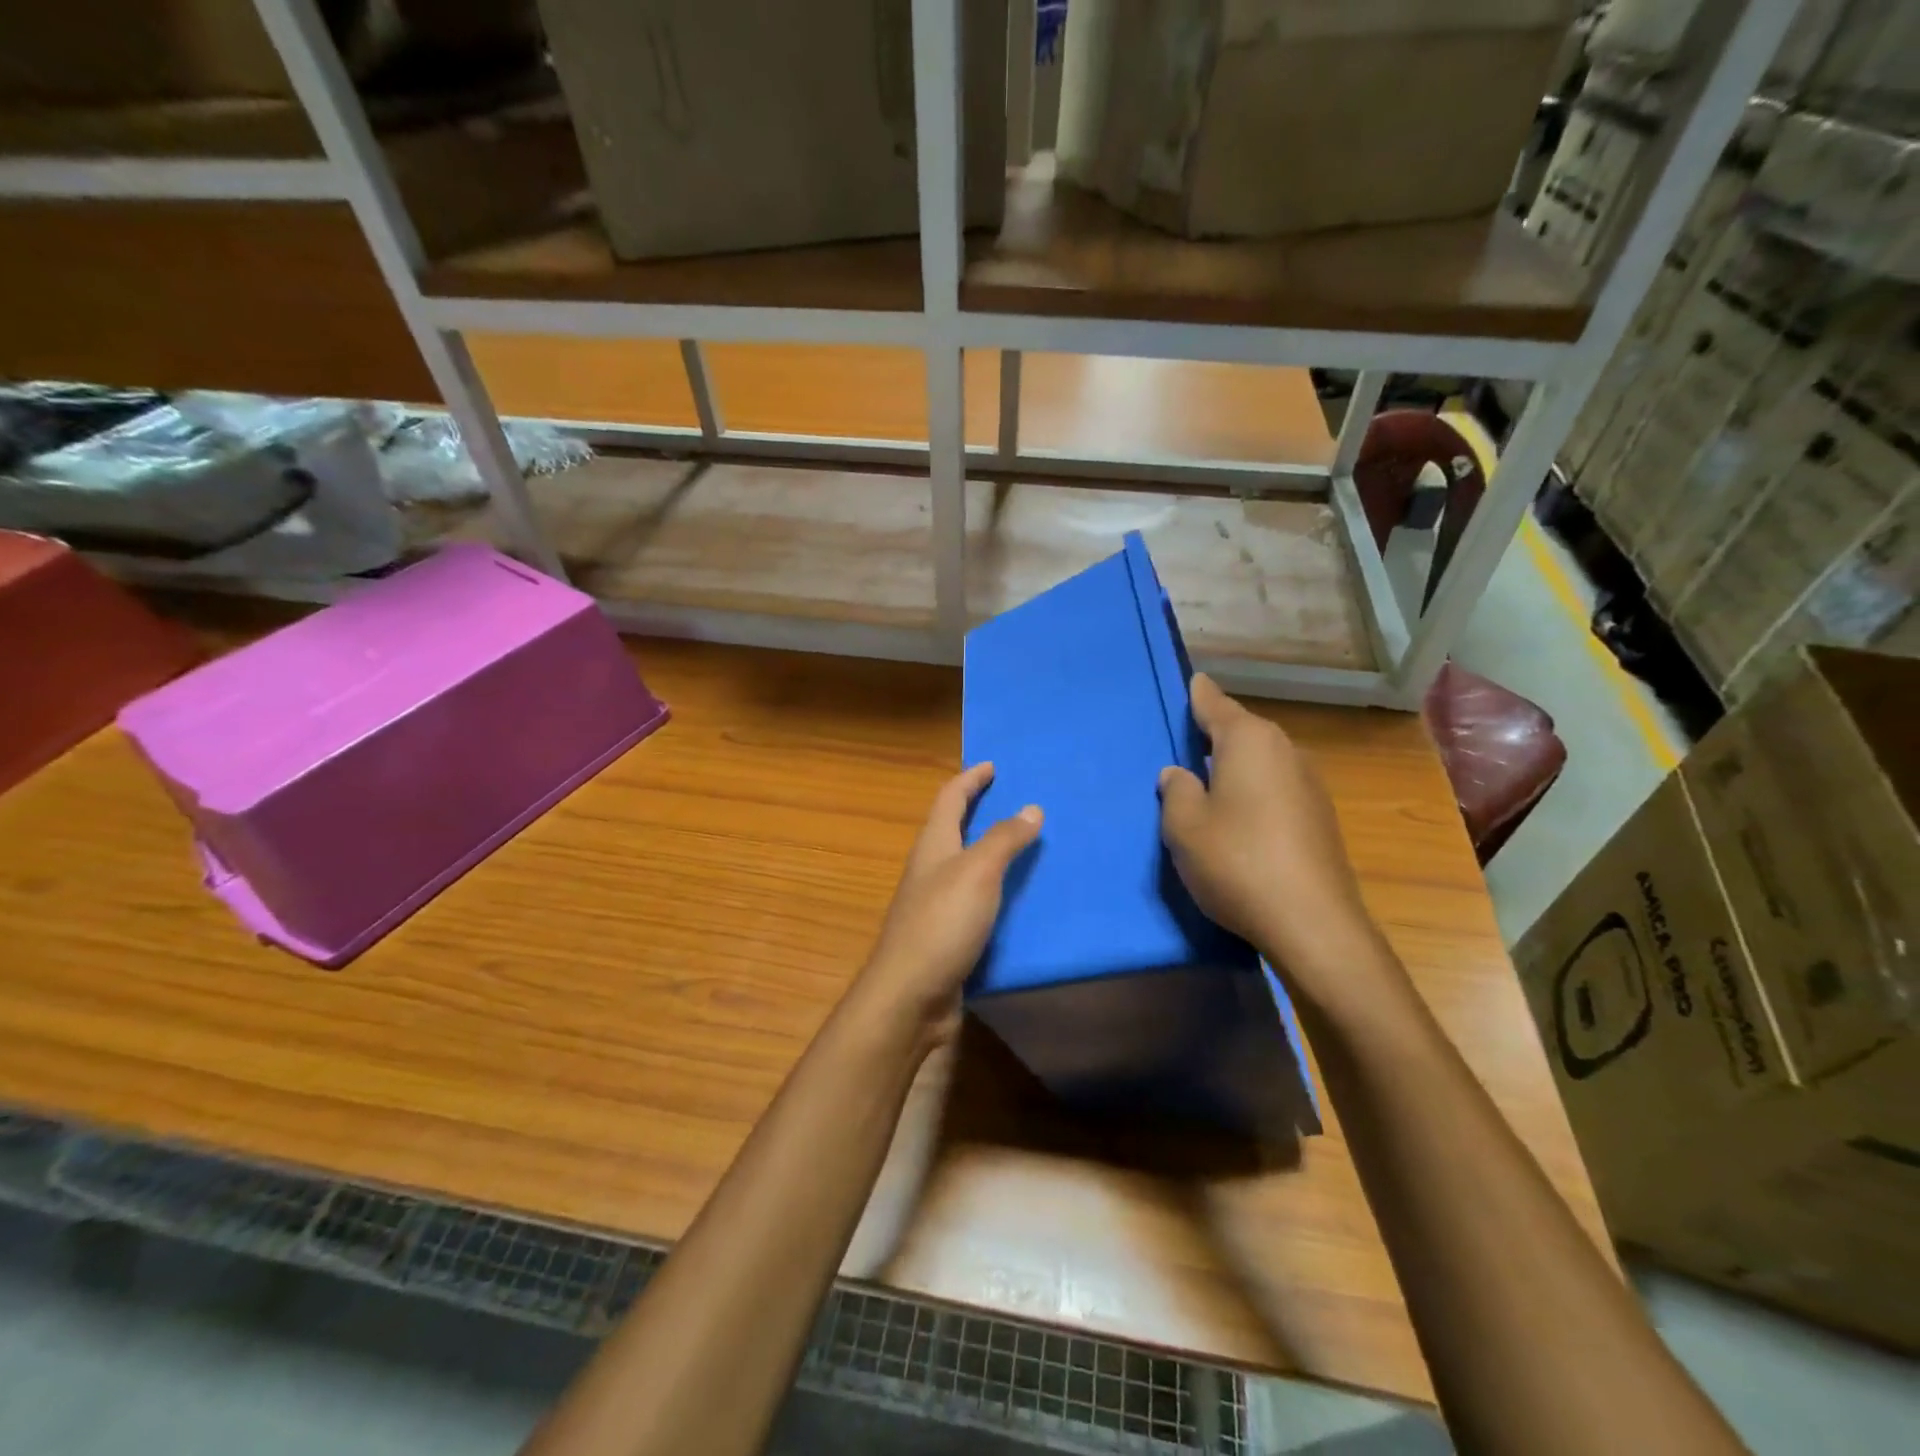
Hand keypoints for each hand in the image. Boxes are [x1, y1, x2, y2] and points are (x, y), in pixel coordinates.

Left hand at [855, 763, 1041, 1046]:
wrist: (910, 997)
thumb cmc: (941, 924)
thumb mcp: (977, 872)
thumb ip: (1004, 839)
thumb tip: (1032, 806)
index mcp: (933, 846)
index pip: (950, 799)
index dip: (970, 779)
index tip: (992, 765)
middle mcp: (930, 870)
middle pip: (954, 829)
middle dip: (980, 811)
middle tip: (1017, 801)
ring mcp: (935, 905)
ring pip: (966, 866)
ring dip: (992, 852)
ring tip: (1028, 847)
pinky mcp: (946, 937)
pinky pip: (975, 901)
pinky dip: (996, 891)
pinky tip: (1019, 900)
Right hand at [1158, 675, 1382, 991]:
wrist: (1312, 923)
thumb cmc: (1236, 862)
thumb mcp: (1184, 826)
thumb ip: (1176, 791)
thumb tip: (1179, 773)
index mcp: (1249, 741)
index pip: (1216, 704)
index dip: (1199, 694)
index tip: (1192, 680)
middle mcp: (1285, 751)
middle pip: (1243, 732)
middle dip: (1215, 734)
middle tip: (1185, 741)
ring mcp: (1309, 784)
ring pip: (1262, 761)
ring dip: (1236, 767)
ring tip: (1208, 781)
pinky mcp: (1320, 817)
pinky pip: (1276, 788)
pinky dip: (1254, 792)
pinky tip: (1239, 818)